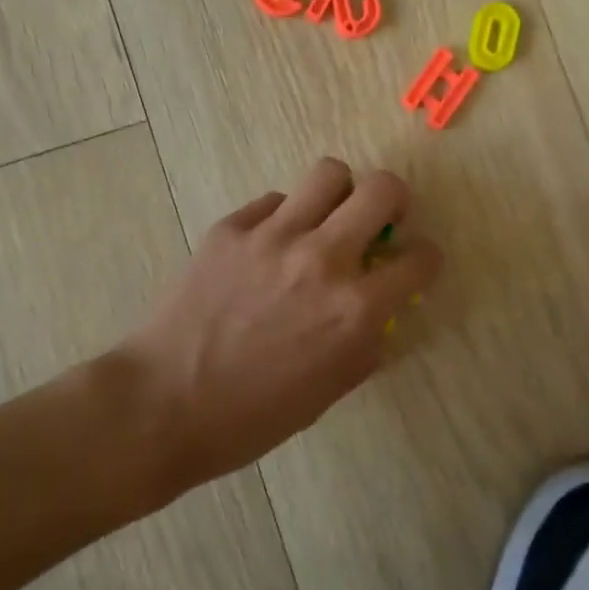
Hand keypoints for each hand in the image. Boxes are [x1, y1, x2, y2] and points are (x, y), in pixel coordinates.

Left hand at [119, 158, 441, 489]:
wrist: (164, 404)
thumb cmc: (252, 416)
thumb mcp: (329, 391)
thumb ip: (365, 343)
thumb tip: (378, 312)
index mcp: (355, 310)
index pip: (419, 259)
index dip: (424, 258)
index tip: (413, 261)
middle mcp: (323, 260)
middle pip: (382, 189)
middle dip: (393, 199)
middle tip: (379, 217)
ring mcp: (274, 236)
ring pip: (328, 173)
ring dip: (339, 193)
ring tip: (325, 217)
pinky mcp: (232, 227)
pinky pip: (273, 201)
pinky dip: (282, 217)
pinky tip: (267, 247)